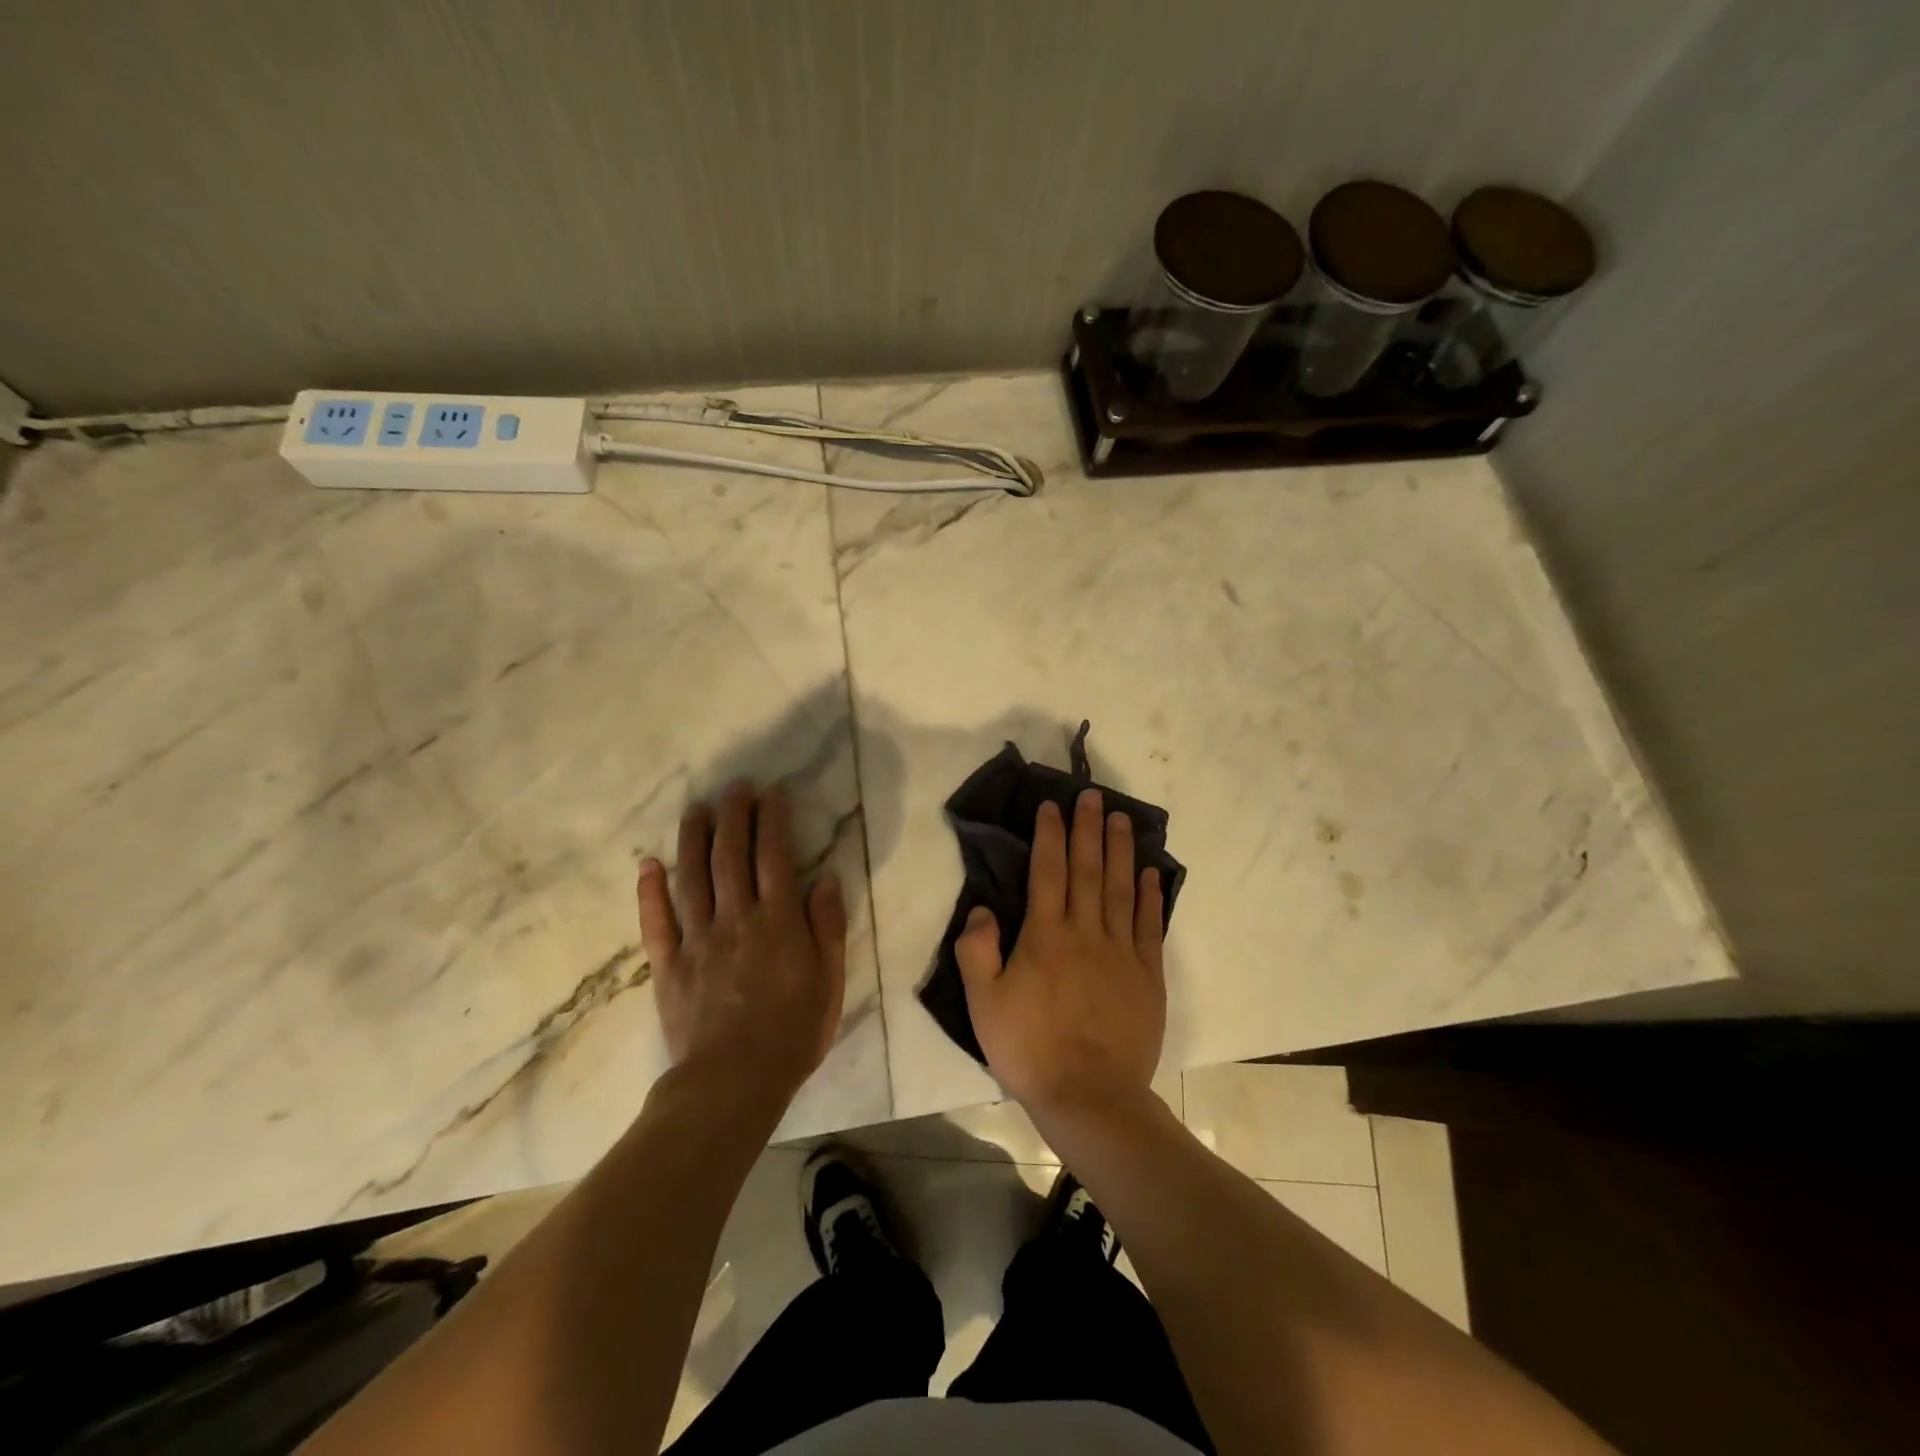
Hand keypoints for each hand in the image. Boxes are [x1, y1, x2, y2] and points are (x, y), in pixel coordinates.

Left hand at [636, 782, 846, 1105]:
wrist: (733, 1083)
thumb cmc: (792, 1033)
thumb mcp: (829, 981)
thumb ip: (828, 927)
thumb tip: (827, 877)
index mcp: (778, 922)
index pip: (775, 857)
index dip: (773, 821)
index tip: (772, 793)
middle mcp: (736, 919)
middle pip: (731, 856)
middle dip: (734, 816)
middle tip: (735, 786)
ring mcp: (698, 940)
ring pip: (692, 877)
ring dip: (693, 838)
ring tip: (696, 808)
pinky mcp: (669, 965)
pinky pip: (657, 921)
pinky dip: (650, 891)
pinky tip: (648, 863)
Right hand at [956, 788, 1166, 1118]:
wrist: (1090, 1096)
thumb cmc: (1030, 1049)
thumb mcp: (984, 1003)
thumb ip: (978, 951)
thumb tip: (983, 908)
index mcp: (1045, 936)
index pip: (1047, 872)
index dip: (1050, 835)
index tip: (1053, 806)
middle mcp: (1085, 932)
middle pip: (1088, 869)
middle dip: (1088, 829)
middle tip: (1093, 795)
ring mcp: (1121, 952)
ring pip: (1120, 888)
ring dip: (1121, 850)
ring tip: (1122, 818)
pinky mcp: (1147, 975)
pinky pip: (1148, 925)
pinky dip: (1150, 895)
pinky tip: (1150, 872)